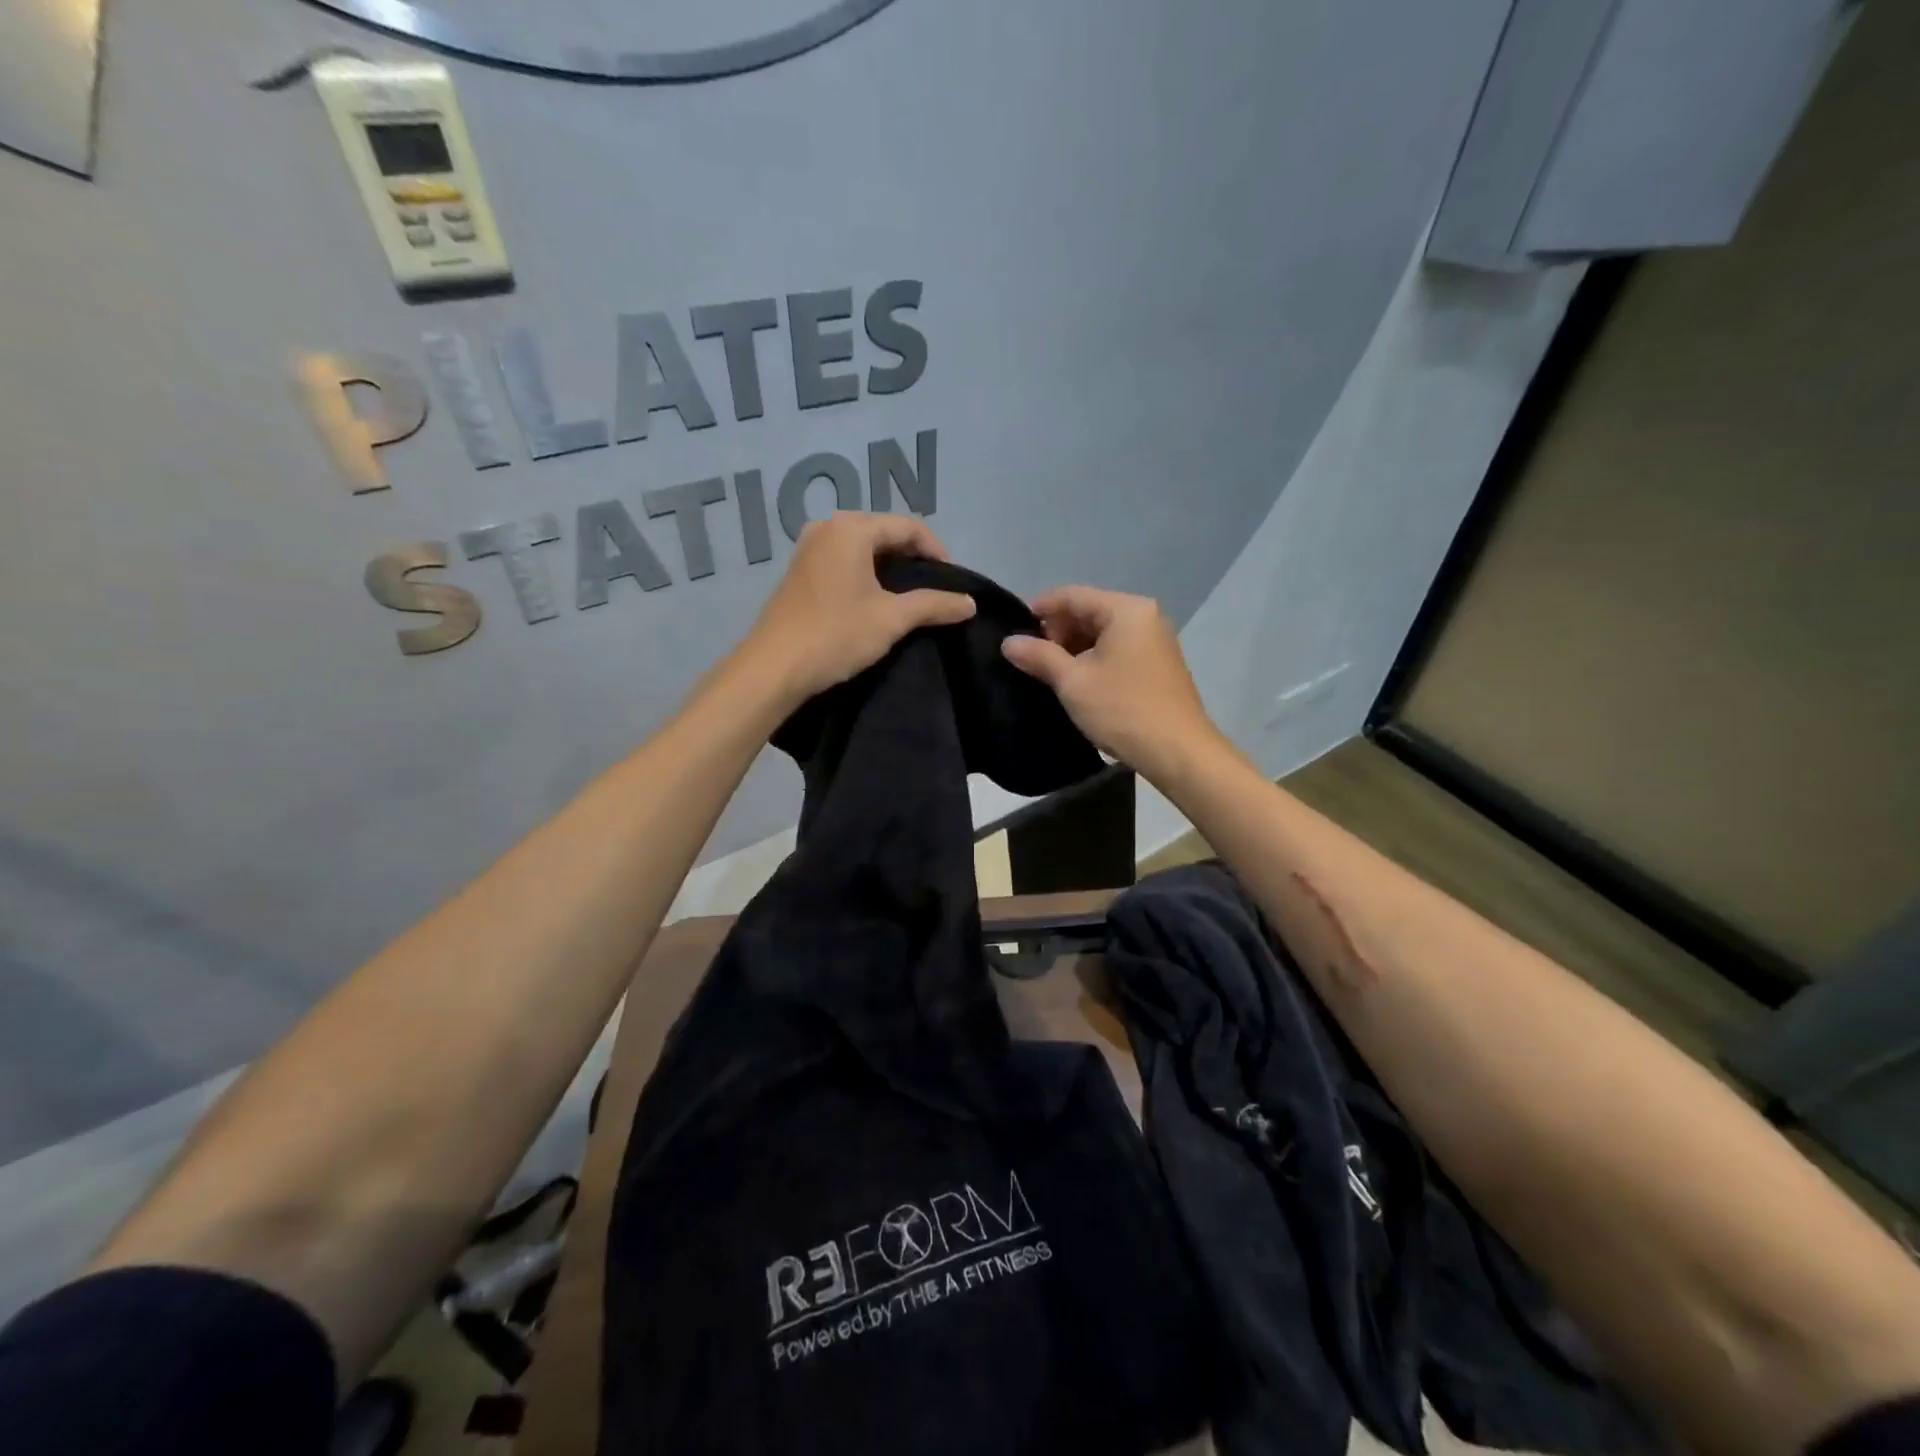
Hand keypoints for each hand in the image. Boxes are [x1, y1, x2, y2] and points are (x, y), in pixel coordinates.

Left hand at [739, 513, 975, 705]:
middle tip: (935, 588)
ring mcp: (809, 548)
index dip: (937, 550)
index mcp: (851, 529)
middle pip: (884, 533)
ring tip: (910, 596)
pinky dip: (866, 574)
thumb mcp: (892, 619)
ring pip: (863, 548)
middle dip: (913, 557)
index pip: (908, 526)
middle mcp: (827, 528)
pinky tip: (877, 600)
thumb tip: (970, 603)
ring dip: (890, 567)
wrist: (774, 668)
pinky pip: (844, 561)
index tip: (954, 581)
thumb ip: (934, 605)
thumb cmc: (836, 635)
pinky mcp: (800, 571)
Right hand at [1001, 586, 1222, 778]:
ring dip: (1074, 648)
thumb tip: (1008, 642)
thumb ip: (1039, 656)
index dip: (1039, 609)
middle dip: (1057, 631)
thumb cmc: (1122, 710)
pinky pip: (1118, 649)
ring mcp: (1155, 640)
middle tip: (1031, 659)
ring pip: (1102, 633)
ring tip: (1049, 674)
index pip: (1072, 596)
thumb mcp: (1073, 682)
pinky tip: (1077, 682)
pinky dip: (1094, 659)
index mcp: (1126, 610)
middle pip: (1089, 611)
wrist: (1178, 752)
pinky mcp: (1158, 664)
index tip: (1012, 630)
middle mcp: (1145, 616)